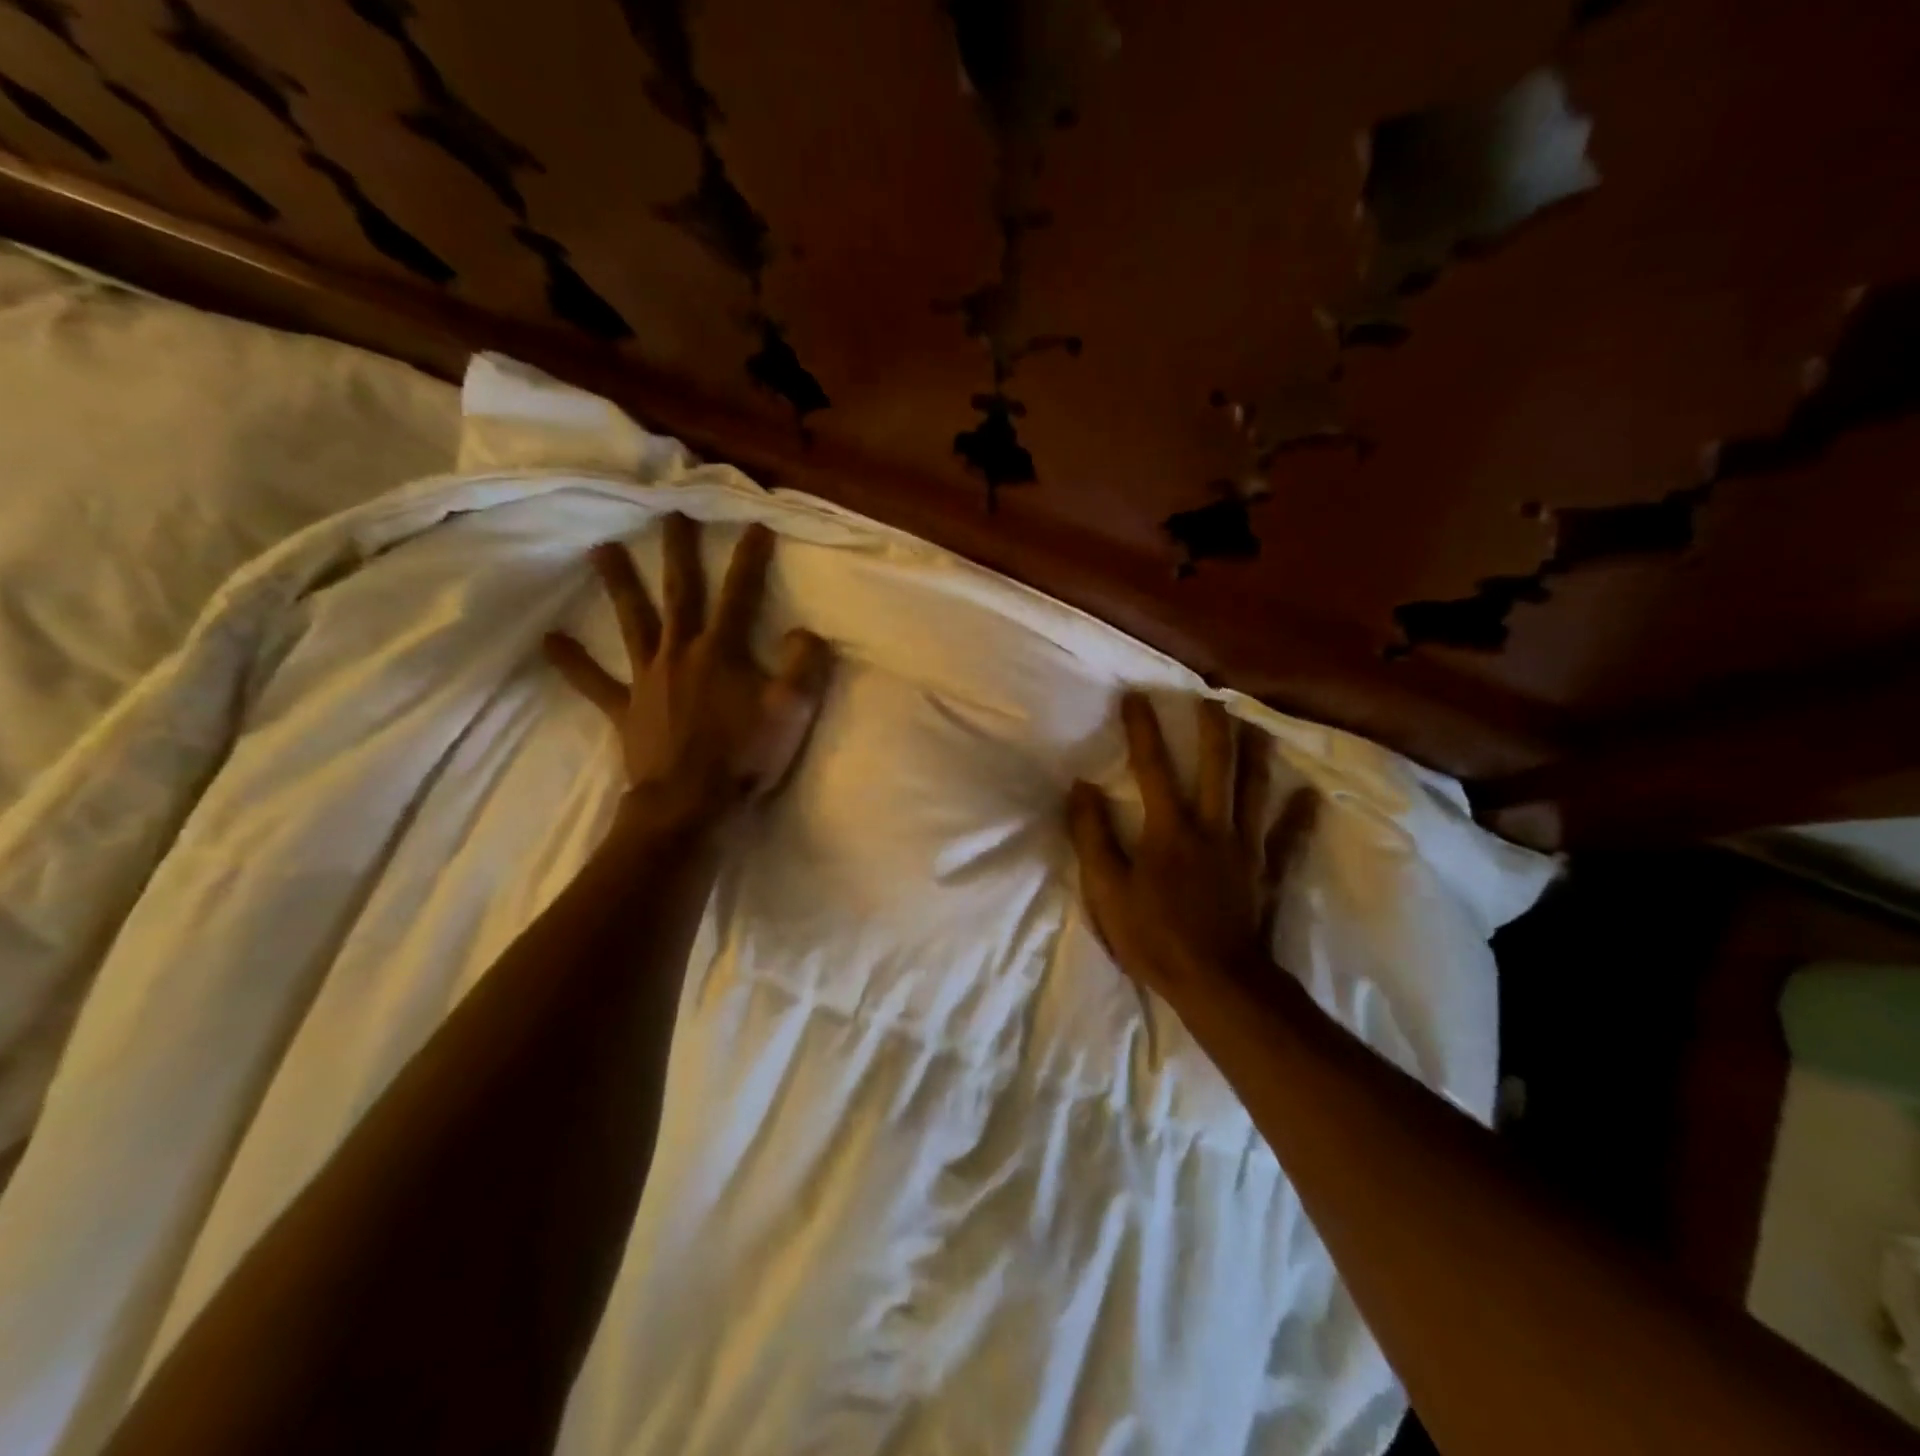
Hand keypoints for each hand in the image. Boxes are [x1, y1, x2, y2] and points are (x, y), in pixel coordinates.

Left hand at [544, 514, 831, 826]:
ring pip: (632, 621)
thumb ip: (804, 665)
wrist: (690, 805)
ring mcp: (647, 679)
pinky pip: (594, 682)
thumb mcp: (791, 711)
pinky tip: (548, 639)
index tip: (754, 522)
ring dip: (618, 584)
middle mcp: (680, 652)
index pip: (740, 593)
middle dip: (678, 551)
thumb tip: (804, 631)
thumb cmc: (743, 757)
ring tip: (600, 548)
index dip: (750, 558)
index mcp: (722, 650)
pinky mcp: (625, 708)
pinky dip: (572, 661)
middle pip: (680, 592)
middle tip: (669, 512)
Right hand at [1067, 693, 1315, 1005]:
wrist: (1216, 982)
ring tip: (1255, 727)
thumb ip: (1092, 835)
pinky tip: (1309, 796)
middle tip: (1211, 698)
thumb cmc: (1154, 935)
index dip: (1142, 729)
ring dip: (1254, 756)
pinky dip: (1298, 816)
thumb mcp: (1106, 888)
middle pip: (1215, 766)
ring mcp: (1244, 848)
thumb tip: (1081, 787)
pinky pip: (1287, 838)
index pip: (1151, 767)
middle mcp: (1211, 825)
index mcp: (1169, 827)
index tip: (1136, 696)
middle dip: (1211, 729)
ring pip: (1253, 791)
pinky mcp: (1266, 872)